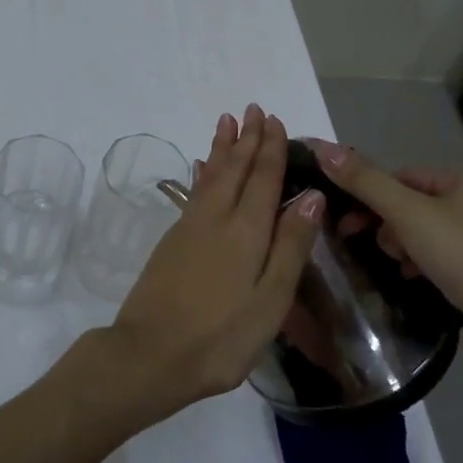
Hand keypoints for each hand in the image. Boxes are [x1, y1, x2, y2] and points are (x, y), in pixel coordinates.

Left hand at [103, 105, 322, 419]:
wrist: (149, 354)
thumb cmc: (221, 336)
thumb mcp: (270, 299)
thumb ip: (291, 246)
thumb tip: (312, 195)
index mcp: (246, 230)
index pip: (263, 178)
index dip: (270, 149)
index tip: (274, 120)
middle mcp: (216, 218)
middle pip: (234, 169)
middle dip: (246, 139)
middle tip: (252, 109)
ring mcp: (189, 228)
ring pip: (210, 176)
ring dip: (221, 148)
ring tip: (226, 122)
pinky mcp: (171, 241)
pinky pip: (193, 193)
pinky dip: (201, 174)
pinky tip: (200, 169)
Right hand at [308, 144, 462, 387]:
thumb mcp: (408, 214)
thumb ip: (364, 181)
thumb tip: (321, 147)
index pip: (407, 176)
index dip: (372, 194)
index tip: (345, 220)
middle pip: (417, 205)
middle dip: (389, 225)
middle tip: (366, 244)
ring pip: (430, 235)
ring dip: (404, 247)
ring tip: (397, 266)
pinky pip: (447, 261)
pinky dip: (425, 267)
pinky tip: (413, 280)